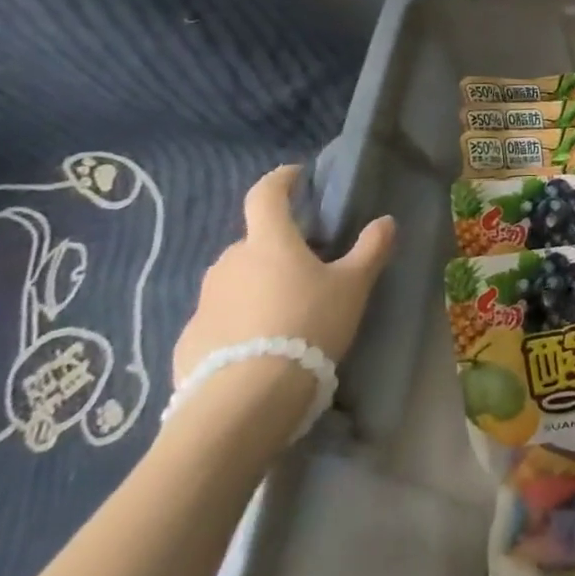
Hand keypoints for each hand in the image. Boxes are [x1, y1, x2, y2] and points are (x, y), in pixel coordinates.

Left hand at [170, 166, 394, 440]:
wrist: (245, 399)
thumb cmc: (307, 324)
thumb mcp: (353, 286)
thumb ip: (370, 250)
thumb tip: (385, 222)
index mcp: (268, 241)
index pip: (266, 195)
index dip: (281, 180)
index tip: (296, 176)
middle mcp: (229, 262)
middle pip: (254, 242)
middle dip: (277, 246)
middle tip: (307, 266)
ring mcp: (203, 302)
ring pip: (236, 280)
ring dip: (257, 284)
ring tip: (285, 310)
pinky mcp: (189, 340)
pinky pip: (220, 318)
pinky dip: (239, 321)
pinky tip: (260, 345)